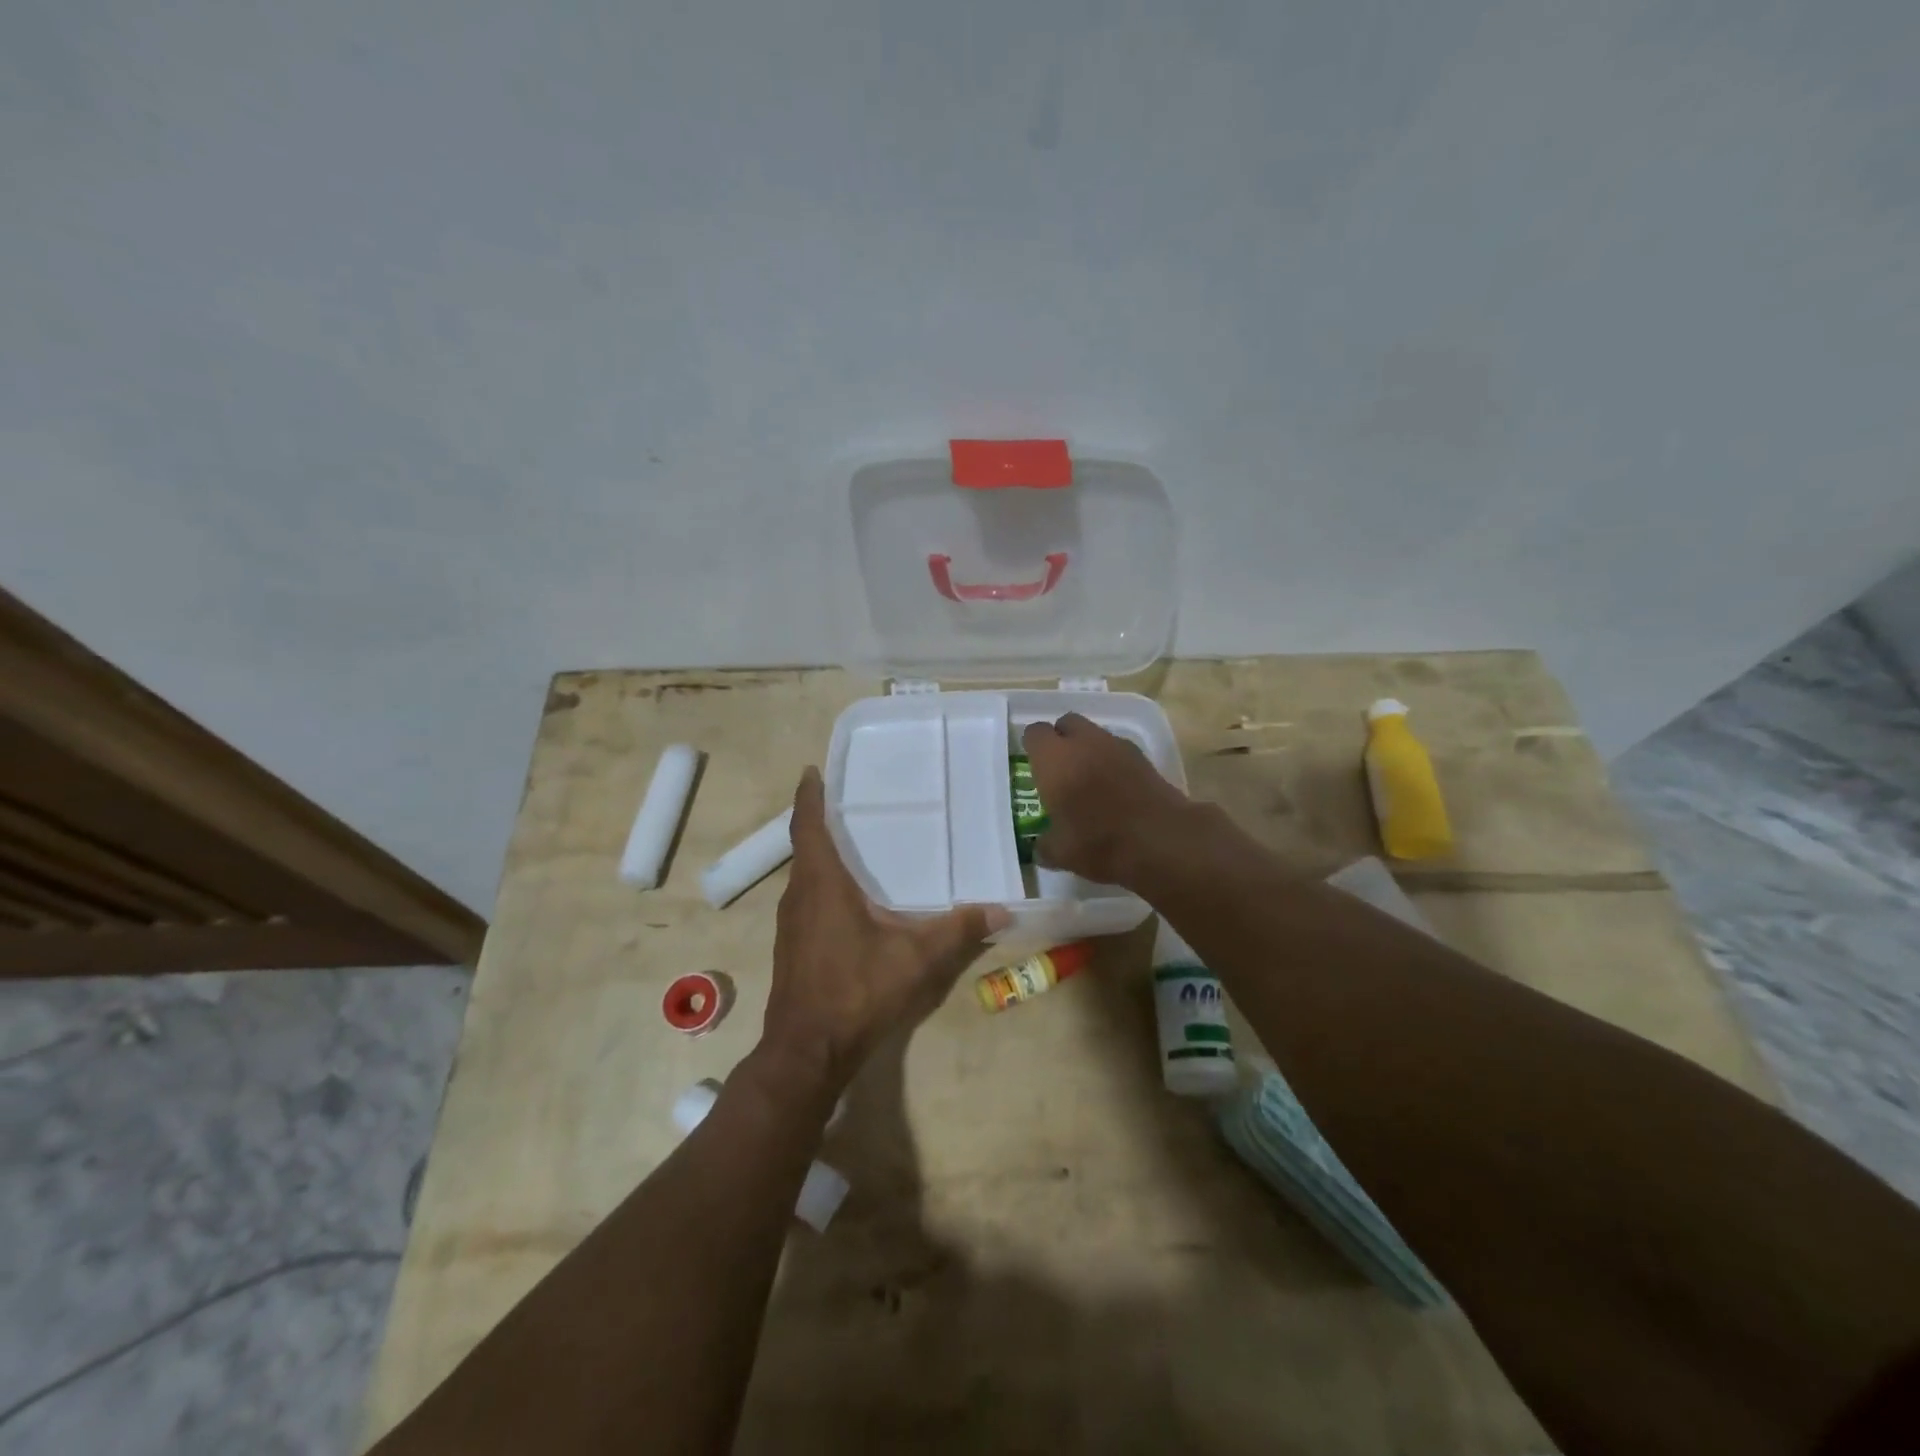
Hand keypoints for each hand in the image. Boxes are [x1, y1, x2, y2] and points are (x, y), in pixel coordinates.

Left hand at [760, 768, 1005, 1096]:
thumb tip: (1002, 910)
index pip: (807, 826)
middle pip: (805, 847)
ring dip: (821, 855)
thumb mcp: (916, 958)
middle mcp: (799, 896)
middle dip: (821, 821)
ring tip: (854, 843)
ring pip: (804, 876)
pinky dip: (822, 885)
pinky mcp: (792, 946)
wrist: (807, 1051)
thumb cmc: (857, 991)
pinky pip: (806, 899)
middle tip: (850, 802)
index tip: (812, 771)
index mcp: (821, 885)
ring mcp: (790, 924)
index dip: (808, 796)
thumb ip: (958, 930)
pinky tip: (849, 898)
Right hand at [1021, 713, 1194, 885]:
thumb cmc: (1100, 842)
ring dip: (1087, 749)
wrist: (1162, 841)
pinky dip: (1111, 762)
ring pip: (1095, 734)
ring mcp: (1116, 746)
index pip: (1034, 733)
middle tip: (1059, 768)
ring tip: (1089, 780)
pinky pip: (1118, 750)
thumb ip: (1045, 844)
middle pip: (1067, 723)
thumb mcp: (1061, 853)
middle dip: (1061, 739)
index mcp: (1054, 759)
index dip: (1032, 746)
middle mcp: (1084, 742)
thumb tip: (1040, 846)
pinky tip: (1115, 789)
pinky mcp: (1143, 757)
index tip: (1032, 765)